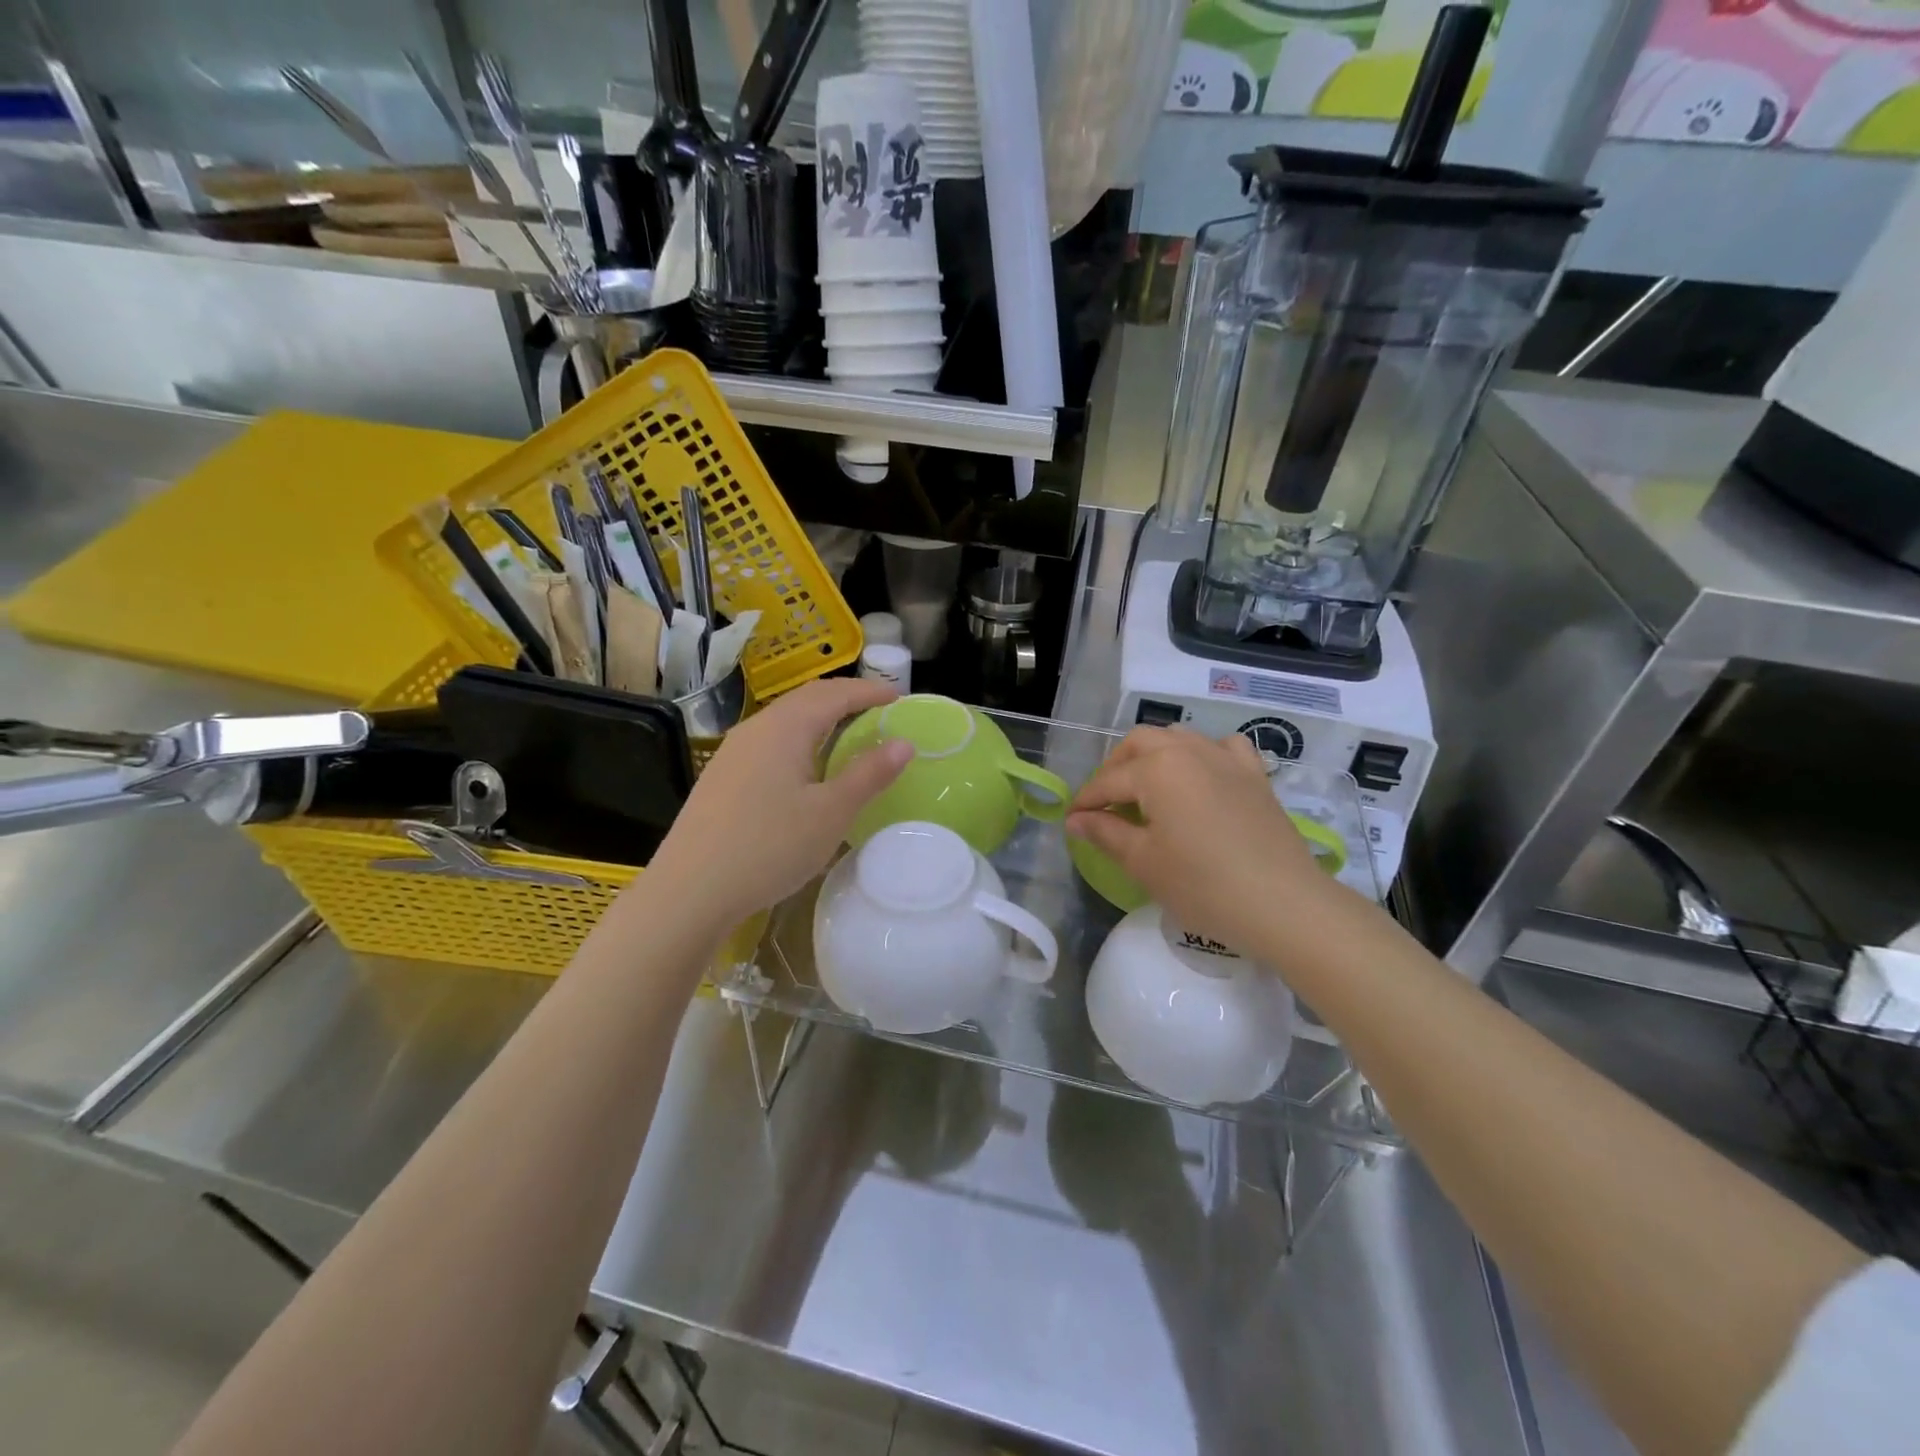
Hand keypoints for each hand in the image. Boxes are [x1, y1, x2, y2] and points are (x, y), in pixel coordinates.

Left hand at [644, 678, 912, 925]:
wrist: (690, 890)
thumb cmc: (770, 847)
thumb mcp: (831, 813)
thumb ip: (869, 774)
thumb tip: (904, 743)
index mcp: (785, 727)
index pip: (834, 694)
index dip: (869, 692)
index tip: (898, 697)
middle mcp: (756, 729)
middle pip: (806, 699)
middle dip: (844, 699)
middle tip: (877, 710)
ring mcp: (733, 752)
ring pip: (785, 721)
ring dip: (820, 719)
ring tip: (847, 735)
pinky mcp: (722, 777)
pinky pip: (770, 742)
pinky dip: (800, 740)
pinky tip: (805, 769)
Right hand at [1066, 727, 1333, 955]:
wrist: (1283, 905)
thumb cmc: (1203, 885)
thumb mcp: (1143, 862)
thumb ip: (1105, 832)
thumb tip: (1076, 819)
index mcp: (1157, 768)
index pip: (1108, 781)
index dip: (1085, 802)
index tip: (1071, 822)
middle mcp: (1190, 751)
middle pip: (1140, 743)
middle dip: (1115, 768)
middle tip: (1105, 803)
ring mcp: (1227, 759)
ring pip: (1180, 738)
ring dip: (1155, 755)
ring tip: (1146, 789)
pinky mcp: (1255, 776)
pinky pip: (1224, 748)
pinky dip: (1205, 755)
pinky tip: (1202, 777)